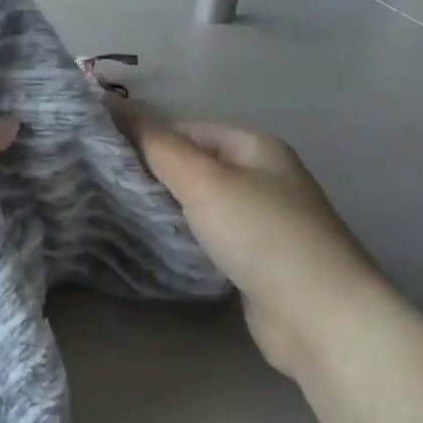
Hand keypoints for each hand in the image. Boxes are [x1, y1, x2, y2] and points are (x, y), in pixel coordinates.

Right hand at [120, 108, 388, 376]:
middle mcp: (262, 176)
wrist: (320, 318)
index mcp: (255, 146)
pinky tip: (154, 243)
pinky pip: (209, 234)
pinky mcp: (256, 258)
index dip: (146, 137)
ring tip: (118, 211)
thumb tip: (114, 104)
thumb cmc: (262, 235)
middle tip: (104, 185)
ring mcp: (262, 219)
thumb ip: (157, 145)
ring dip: (166, 206)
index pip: (187, 128)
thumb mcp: (204, 181)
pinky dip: (184, 235)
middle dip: (152, 173)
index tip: (102, 155)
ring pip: (200, 201)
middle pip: (194, 164)